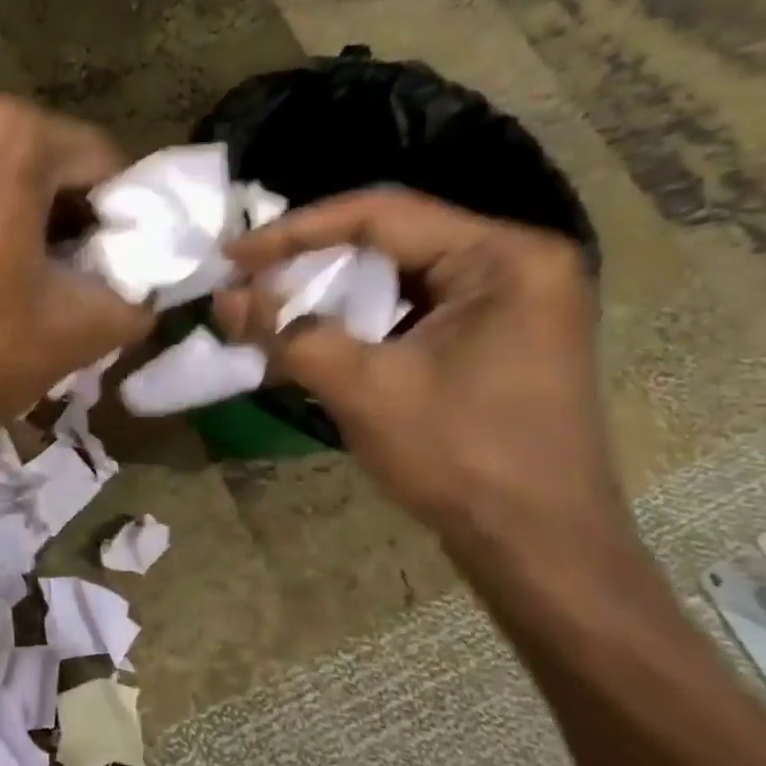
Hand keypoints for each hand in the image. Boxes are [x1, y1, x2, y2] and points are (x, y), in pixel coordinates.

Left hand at [0, 96, 151, 451]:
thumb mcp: (69, 334)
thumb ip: (128, 304)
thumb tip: (139, 299)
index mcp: (9, 134)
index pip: (103, 166)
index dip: (121, 225)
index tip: (110, 280)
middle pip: (43, 167)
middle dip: (65, 227)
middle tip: (65, 294)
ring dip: (16, 228)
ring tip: (10, 296)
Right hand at [215, 188, 631, 572]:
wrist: (541, 551)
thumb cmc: (462, 459)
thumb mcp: (365, 389)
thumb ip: (289, 334)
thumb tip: (224, 298)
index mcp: (502, 257)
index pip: (380, 214)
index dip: (295, 232)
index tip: (233, 255)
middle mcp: (512, 263)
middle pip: (387, 241)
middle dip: (308, 265)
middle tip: (246, 284)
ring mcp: (506, 302)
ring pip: (393, 277)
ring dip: (327, 296)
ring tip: (266, 312)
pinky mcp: (491, 338)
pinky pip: (409, 311)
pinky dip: (355, 324)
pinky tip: (309, 341)